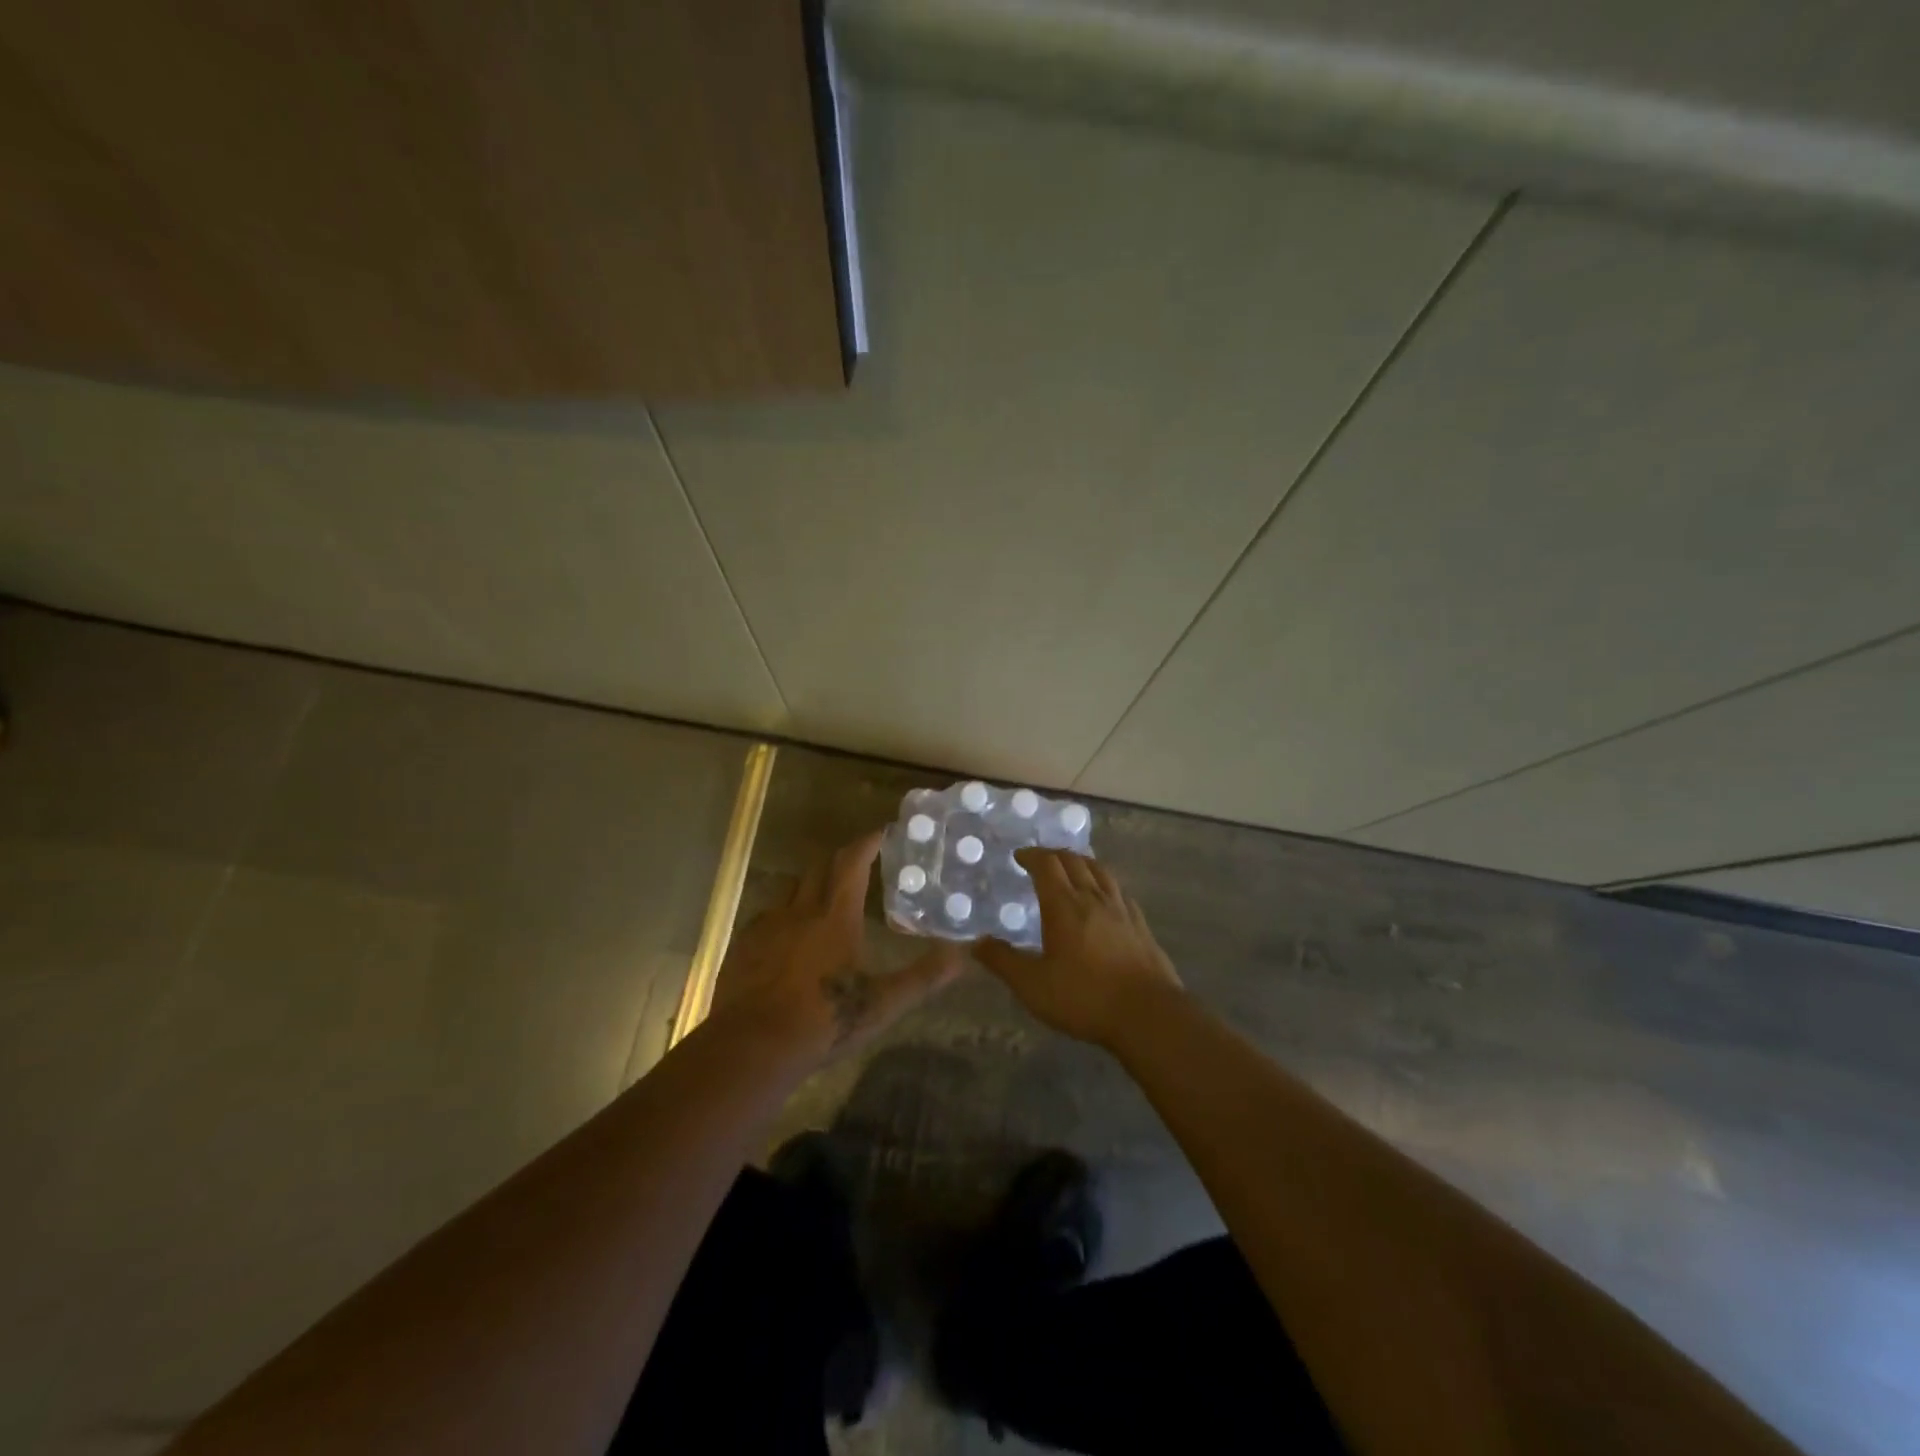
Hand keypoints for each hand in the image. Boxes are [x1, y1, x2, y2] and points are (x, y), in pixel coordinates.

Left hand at [709, 830, 963, 1068]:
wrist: (752, 1046)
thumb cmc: (824, 1020)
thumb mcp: (883, 1004)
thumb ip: (923, 977)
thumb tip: (962, 955)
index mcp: (836, 916)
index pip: (853, 863)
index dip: (868, 842)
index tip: (881, 832)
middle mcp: (800, 910)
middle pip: (819, 868)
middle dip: (840, 859)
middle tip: (857, 863)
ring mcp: (767, 925)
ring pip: (791, 890)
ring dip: (810, 886)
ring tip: (823, 899)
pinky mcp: (743, 945)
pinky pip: (767, 916)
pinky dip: (784, 916)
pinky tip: (788, 937)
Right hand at [975, 849, 1182, 1048]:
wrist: (1148, 1014)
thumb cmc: (1084, 997)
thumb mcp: (1033, 985)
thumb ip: (1003, 961)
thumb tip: (976, 943)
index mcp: (1064, 906)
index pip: (1047, 865)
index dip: (1032, 856)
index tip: (1020, 856)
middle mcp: (1093, 898)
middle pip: (1074, 861)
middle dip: (1054, 855)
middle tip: (1041, 860)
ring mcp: (1122, 910)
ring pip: (1100, 872)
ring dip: (1082, 862)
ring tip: (1072, 868)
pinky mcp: (1141, 926)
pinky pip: (1120, 892)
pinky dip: (1105, 885)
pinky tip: (1106, 898)